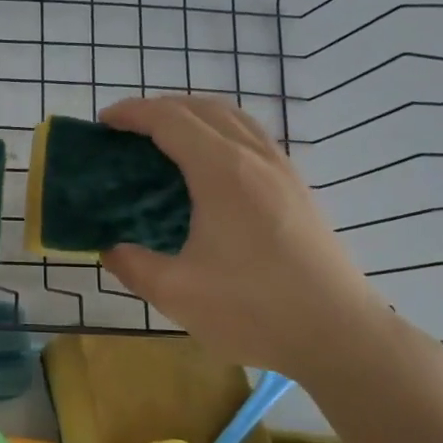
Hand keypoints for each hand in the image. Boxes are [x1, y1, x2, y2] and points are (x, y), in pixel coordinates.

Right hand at [98, 95, 392, 382]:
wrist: (339, 335)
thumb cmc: (253, 310)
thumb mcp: (176, 293)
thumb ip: (132, 265)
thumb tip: (110, 249)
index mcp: (222, 173)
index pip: (171, 120)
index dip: (133, 113)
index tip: (103, 122)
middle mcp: (255, 158)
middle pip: (203, 108)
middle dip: (159, 108)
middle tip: (126, 130)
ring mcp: (283, 171)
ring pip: (234, 118)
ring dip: (193, 115)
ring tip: (164, 138)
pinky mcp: (298, 189)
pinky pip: (253, 138)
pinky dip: (220, 132)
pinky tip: (208, 166)